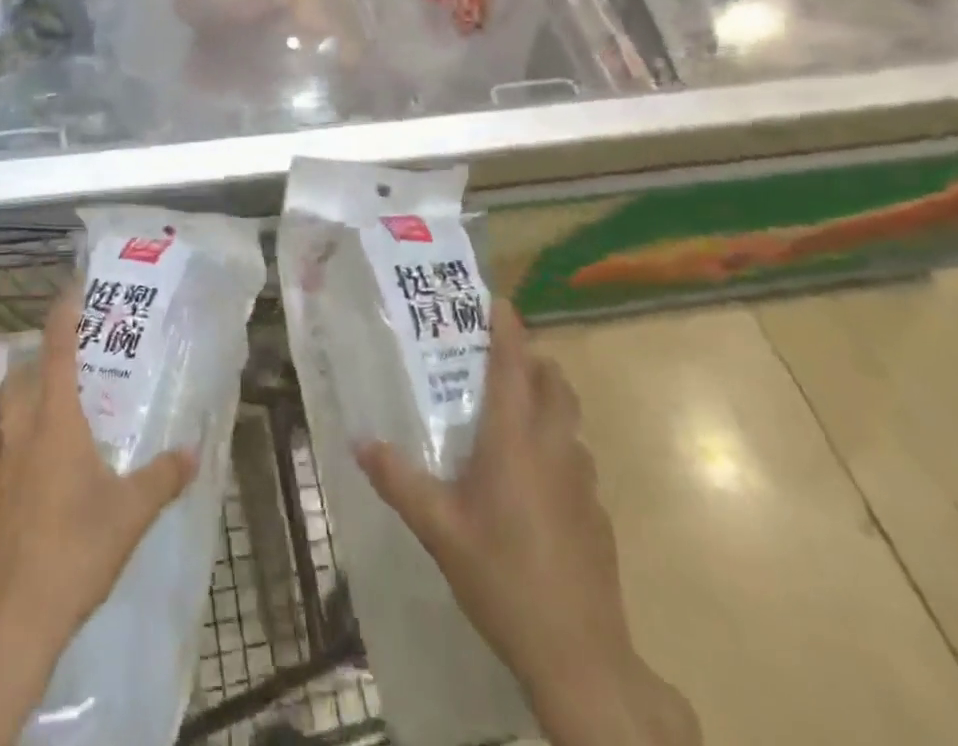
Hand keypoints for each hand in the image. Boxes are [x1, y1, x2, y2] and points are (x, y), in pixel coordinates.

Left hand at [0, 288, 197, 745]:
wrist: (8, 622)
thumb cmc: (74, 551)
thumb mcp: (131, 514)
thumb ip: (163, 478)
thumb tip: (193, 452)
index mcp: (55, 422)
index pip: (56, 351)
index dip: (63, 316)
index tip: (71, 290)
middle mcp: (18, 436)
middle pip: (16, 382)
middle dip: (34, 366)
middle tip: (59, 369)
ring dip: (10, 410)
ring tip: (32, 418)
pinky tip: (10, 483)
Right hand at [355, 300, 699, 745]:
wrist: (581, 657)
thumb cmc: (502, 578)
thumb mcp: (438, 529)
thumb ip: (398, 479)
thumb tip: (360, 440)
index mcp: (515, 440)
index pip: (514, 365)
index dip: (508, 328)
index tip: (497, 300)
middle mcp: (555, 448)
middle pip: (554, 383)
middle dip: (532, 360)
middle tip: (497, 358)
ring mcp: (583, 482)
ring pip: (569, 420)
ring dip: (547, 401)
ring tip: (511, 415)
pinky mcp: (598, 515)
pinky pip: (576, 459)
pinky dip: (557, 446)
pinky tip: (532, 482)